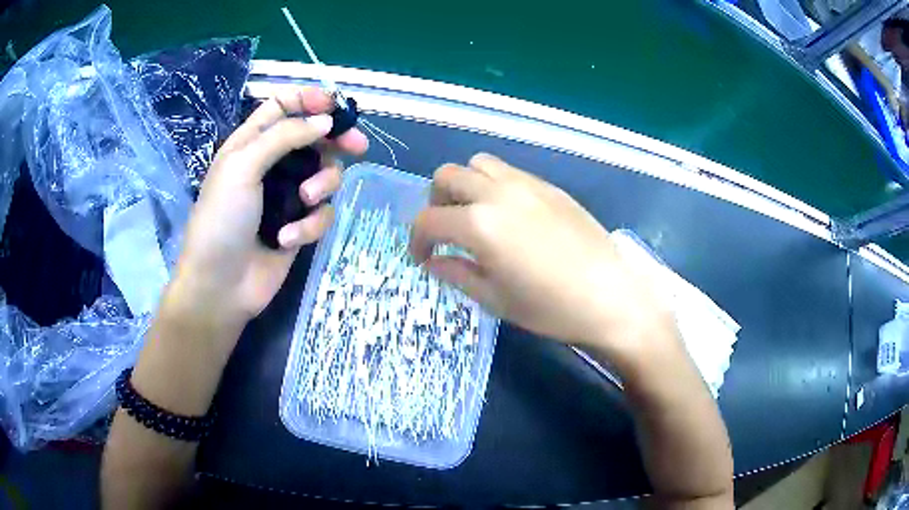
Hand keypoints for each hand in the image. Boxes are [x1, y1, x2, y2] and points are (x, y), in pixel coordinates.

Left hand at [167, 86, 368, 340]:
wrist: (220, 285)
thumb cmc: (221, 219)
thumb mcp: (243, 167)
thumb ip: (283, 136)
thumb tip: (326, 121)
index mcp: (252, 142)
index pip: (284, 106)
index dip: (309, 100)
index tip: (334, 108)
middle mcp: (272, 164)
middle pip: (314, 137)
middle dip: (337, 139)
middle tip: (358, 145)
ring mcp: (287, 196)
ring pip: (325, 175)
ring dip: (322, 186)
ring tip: (304, 201)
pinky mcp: (300, 225)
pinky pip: (321, 213)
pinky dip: (309, 225)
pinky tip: (288, 240)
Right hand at [409, 154, 677, 359]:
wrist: (611, 298)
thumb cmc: (550, 308)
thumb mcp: (495, 299)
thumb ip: (456, 273)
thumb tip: (432, 261)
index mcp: (480, 224)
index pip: (428, 220)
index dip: (416, 240)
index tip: (422, 257)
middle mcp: (498, 193)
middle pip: (447, 176)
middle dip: (436, 203)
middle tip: (447, 232)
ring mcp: (526, 184)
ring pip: (478, 164)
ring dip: (465, 186)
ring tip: (476, 216)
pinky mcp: (549, 186)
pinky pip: (509, 171)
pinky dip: (494, 185)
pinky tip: (509, 215)